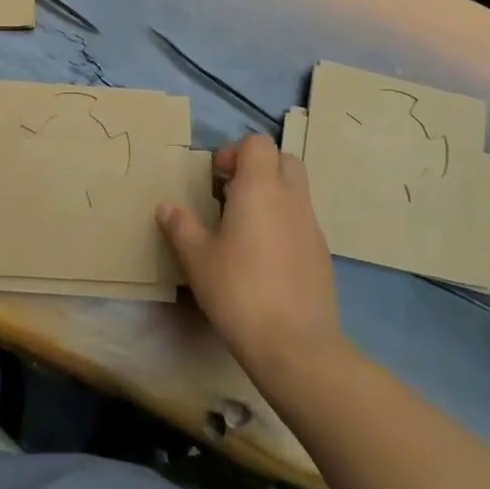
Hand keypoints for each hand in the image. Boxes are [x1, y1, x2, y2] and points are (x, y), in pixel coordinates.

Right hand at [158, 133, 345, 387]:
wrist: (296, 345)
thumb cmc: (239, 291)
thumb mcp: (197, 259)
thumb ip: (181, 227)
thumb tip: (167, 207)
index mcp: (260, 188)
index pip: (257, 143)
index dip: (234, 152)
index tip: (215, 179)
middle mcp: (291, 198)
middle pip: (283, 160)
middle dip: (257, 167)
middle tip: (230, 194)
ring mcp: (312, 226)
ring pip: (296, 190)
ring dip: (271, 195)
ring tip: (243, 227)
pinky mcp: (322, 254)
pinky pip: (302, 221)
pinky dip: (283, 223)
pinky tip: (263, 257)